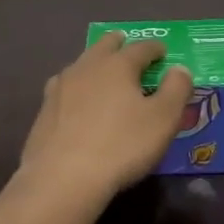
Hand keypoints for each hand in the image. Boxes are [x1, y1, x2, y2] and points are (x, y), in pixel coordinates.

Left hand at [14, 32, 193, 208]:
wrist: (63, 178)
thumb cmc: (122, 146)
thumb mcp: (163, 119)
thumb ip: (176, 90)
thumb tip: (179, 69)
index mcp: (117, 65)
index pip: (141, 48)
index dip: (155, 49)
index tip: (163, 52)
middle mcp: (86, 67)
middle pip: (104, 46)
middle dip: (118, 44)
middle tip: (127, 46)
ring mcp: (60, 87)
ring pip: (81, 64)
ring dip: (95, 63)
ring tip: (102, 72)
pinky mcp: (44, 111)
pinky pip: (65, 88)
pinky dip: (77, 88)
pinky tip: (76, 100)